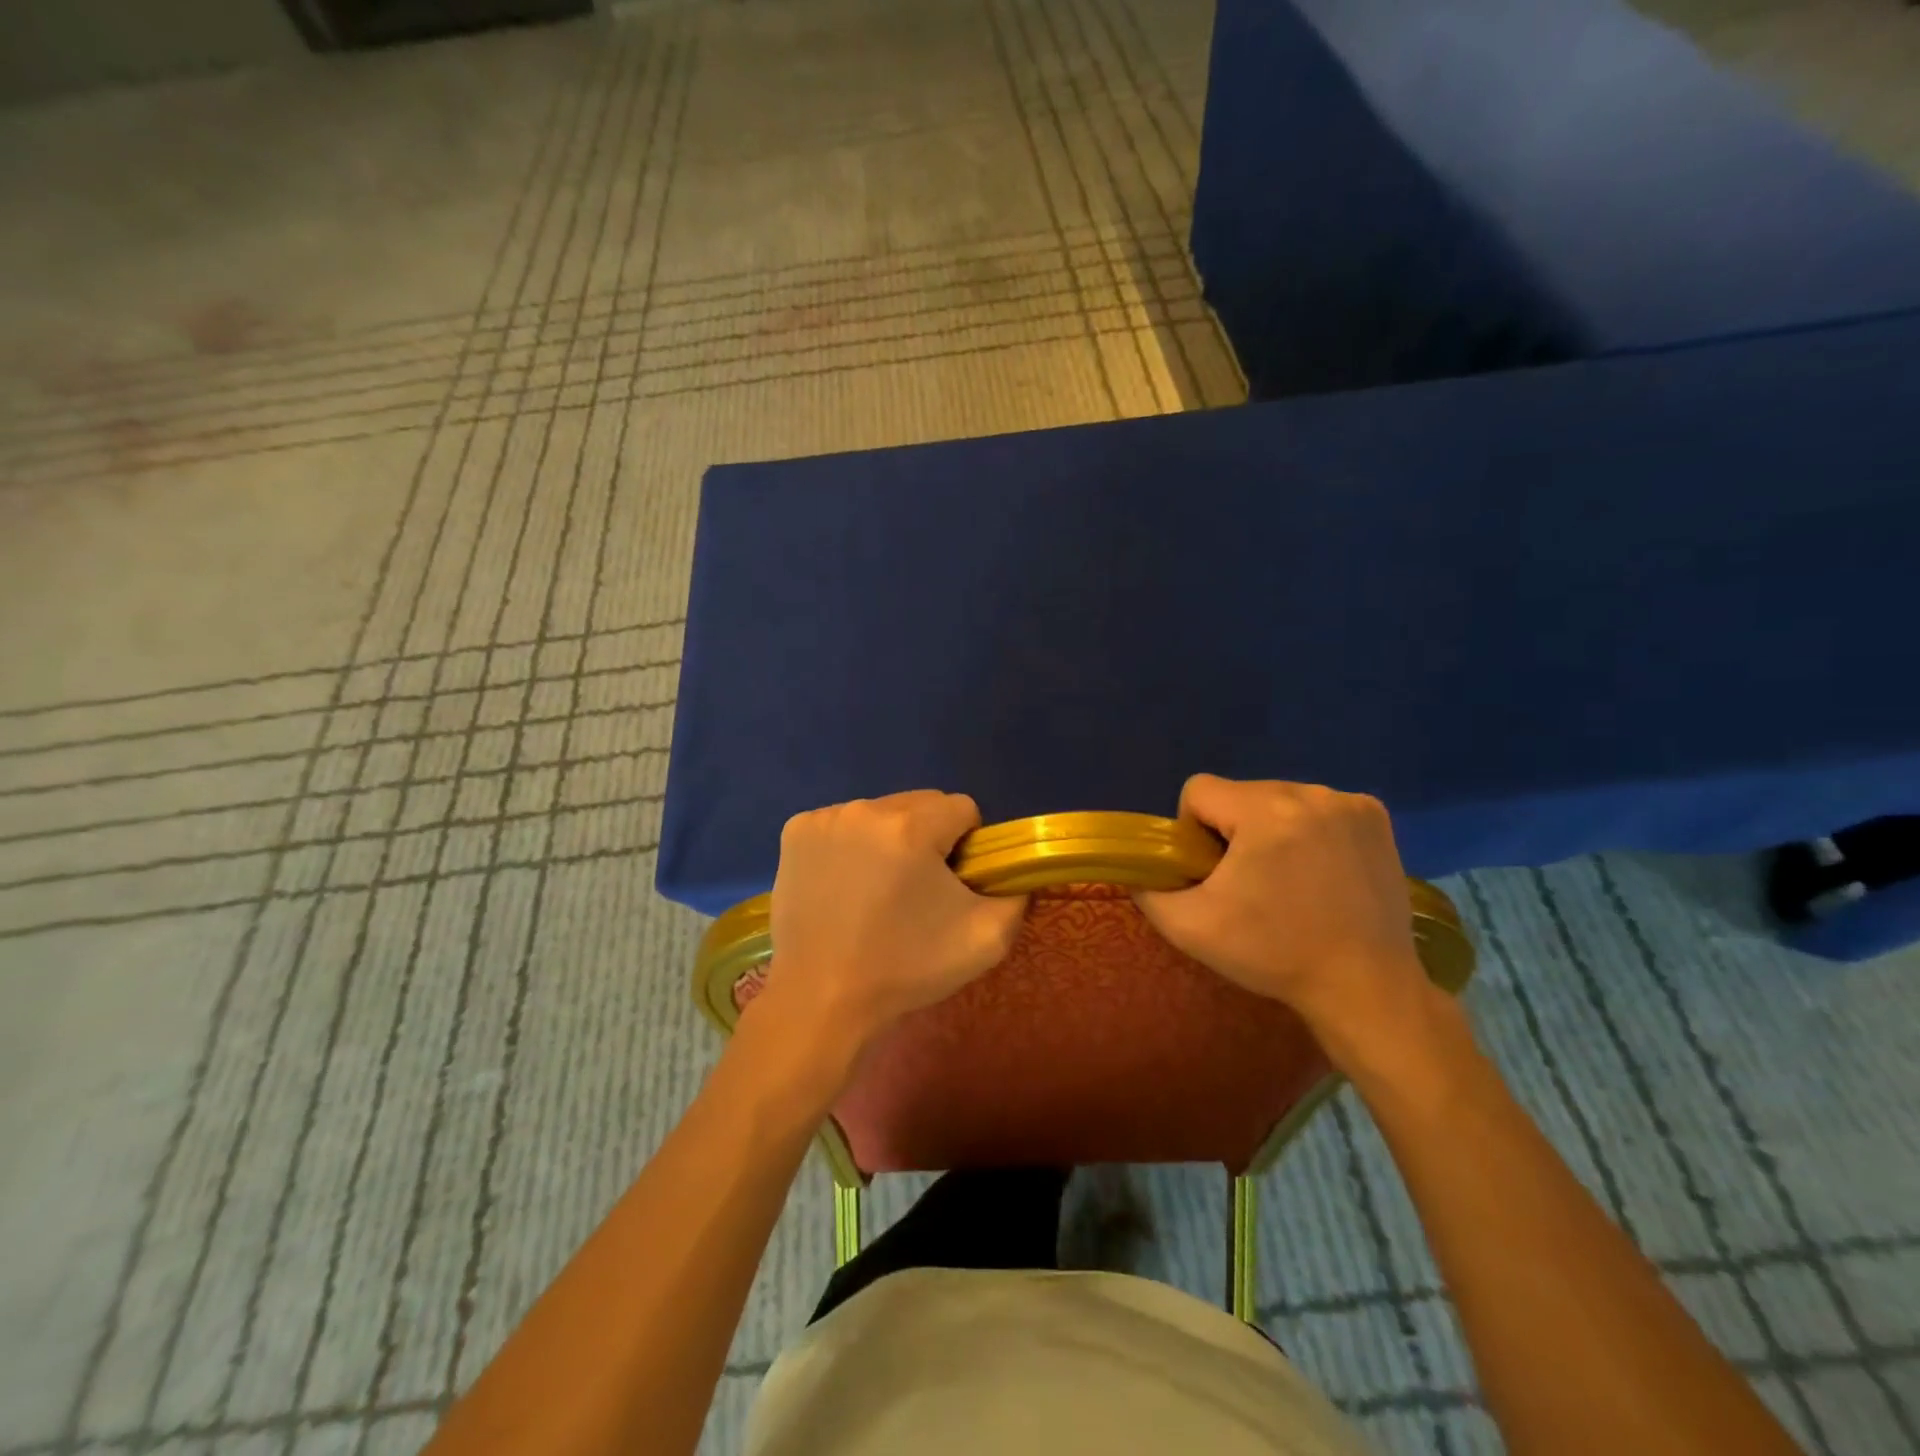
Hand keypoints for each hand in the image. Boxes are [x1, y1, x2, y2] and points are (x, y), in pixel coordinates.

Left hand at [764, 791, 1028, 1051]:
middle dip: (929, 837)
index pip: (963, 808)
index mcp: (911, 826)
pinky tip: (844, 884)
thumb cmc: (904, 969)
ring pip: (882, 812)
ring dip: (890, 838)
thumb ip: (1016, 892)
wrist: (819, 1001)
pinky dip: (852, 844)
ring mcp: (825, 818)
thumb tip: (1011, 869)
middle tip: (916, 890)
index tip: (951, 885)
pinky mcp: (795, 832)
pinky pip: (844, 823)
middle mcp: (866, 808)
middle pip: (922, 804)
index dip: (967, 846)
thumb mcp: (986, 939)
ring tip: (876, 891)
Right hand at [1134, 775, 1433, 1065]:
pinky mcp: (1375, 817)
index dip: (1193, 831)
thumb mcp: (1190, 928)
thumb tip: (1142, 869)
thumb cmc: (1274, 954)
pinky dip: (1309, 831)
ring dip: (1271, 829)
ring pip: (1278, 799)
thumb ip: (1148, 889)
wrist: (1366, 988)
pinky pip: (1317, 807)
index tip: (1215, 873)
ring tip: (1290, 881)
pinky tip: (1321, 871)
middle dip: (1233, 830)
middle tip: (1251, 884)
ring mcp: (1349, 802)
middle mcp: (1310, 793)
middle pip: (1240, 794)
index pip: (1199, 790)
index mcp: (1264, 811)